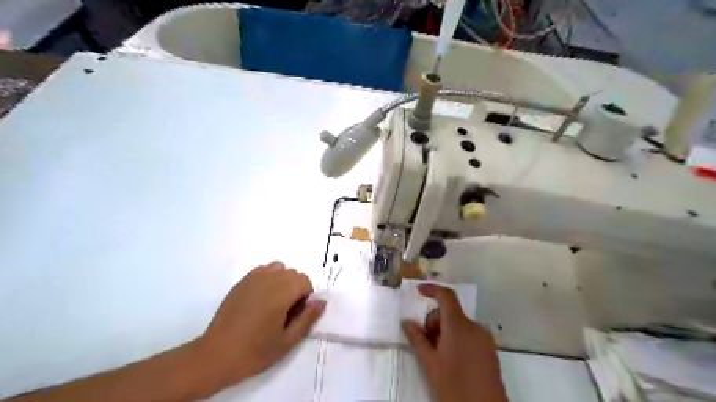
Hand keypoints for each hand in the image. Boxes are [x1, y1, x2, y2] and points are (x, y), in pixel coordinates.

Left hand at [194, 262, 323, 387]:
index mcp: (282, 292)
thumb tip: (321, 301)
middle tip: (285, 312)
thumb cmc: (255, 350)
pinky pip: (262, 271)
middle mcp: (269, 278)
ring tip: (273, 303)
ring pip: (278, 268)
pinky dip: (268, 279)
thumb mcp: (288, 340)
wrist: (217, 355)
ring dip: (282, 281)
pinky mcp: (241, 282)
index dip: (305, 297)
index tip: (296, 315)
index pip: (305, 280)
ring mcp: (253, 278)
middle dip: (295, 288)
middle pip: (293, 273)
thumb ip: (308, 318)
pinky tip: (259, 300)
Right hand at [402, 284, 507, 400]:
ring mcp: (485, 338)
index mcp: (459, 326)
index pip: (446, 296)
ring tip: (438, 355)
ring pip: (458, 324)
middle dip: (434, 322)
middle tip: (426, 343)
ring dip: (444, 332)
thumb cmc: (454, 385)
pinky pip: (469, 334)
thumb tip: (406, 322)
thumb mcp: (430, 363)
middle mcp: (474, 326)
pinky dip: (456, 338)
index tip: (418, 291)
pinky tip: (452, 359)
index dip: (432, 289)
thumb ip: (417, 339)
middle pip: (450, 313)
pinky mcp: (490, 349)